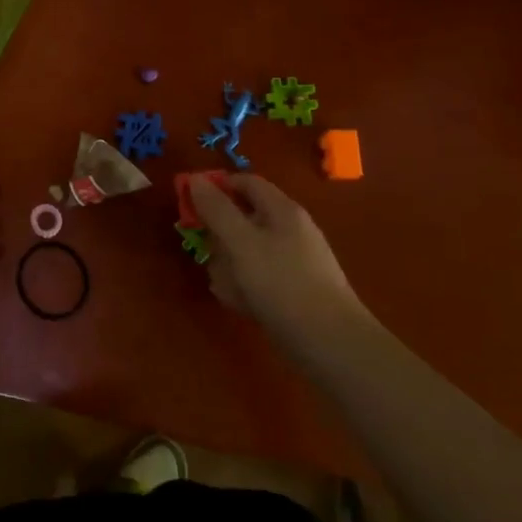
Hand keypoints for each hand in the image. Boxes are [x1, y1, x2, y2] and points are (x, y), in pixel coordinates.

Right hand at [190, 174, 366, 343]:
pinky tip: (238, 303)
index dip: (217, 186)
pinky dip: (244, 286)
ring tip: (223, 284)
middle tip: (204, 251)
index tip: (191, 202)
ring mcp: (294, 261)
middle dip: (219, 234)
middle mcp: (290, 230)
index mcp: (282, 210)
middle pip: (244, 218)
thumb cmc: (282, 283)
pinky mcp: (294, 290)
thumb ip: (217, 210)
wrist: (330, 343)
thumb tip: (196, 179)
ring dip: (228, 264)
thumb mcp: (241, 242)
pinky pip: (259, 277)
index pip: (246, 183)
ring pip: (248, 251)